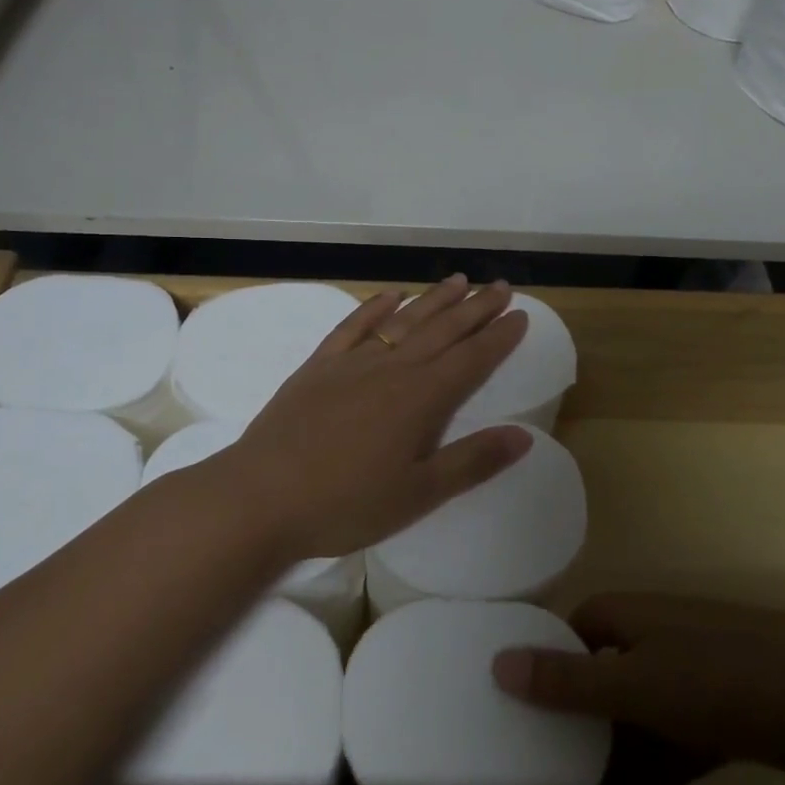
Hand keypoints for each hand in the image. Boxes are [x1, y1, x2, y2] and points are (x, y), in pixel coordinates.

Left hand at [220, 275, 533, 559]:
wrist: (260, 497)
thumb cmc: (345, 504)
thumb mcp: (418, 494)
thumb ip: (472, 462)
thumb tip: (524, 436)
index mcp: (421, 399)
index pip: (471, 359)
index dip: (499, 337)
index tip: (521, 315)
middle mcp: (392, 369)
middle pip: (443, 331)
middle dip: (475, 308)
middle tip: (500, 286)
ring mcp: (352, 363)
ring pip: (403, 321)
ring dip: (433, 300)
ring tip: (459, 281)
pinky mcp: (319, 366)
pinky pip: (353, 326)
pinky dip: (375, 307)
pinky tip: (390, 295)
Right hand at [491, 594, 784, 784]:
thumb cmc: (719, 677)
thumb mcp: (636, 682)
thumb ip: (569, 682)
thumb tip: (497, 662)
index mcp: (629, 616)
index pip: (570, 633)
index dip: (543, 664)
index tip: (513, 706)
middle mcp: (655, 640)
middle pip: (600, 678)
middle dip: (573, 723)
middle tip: (536, 768)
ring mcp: (690, 680)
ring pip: (633, 719)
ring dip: (607, 759)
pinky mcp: (719, 720)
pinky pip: (668, 747)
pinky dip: (646, 777)